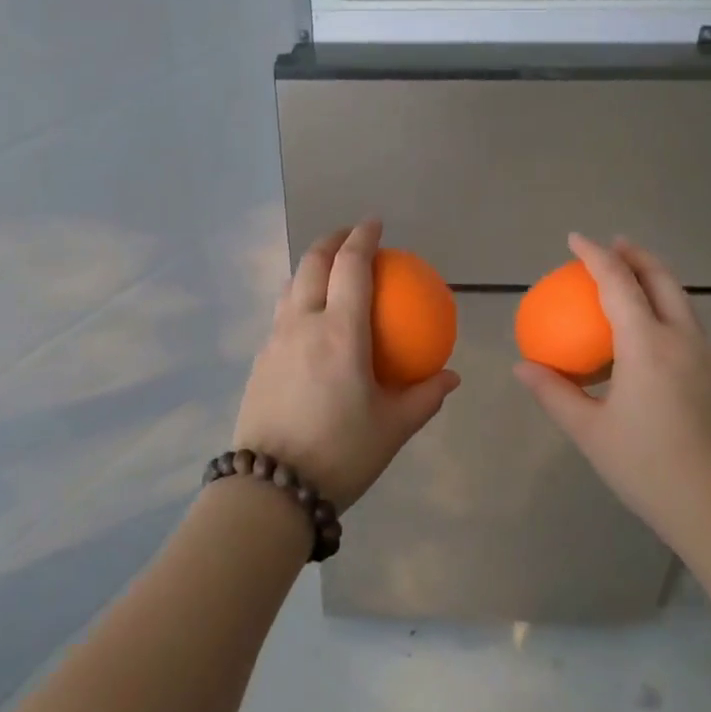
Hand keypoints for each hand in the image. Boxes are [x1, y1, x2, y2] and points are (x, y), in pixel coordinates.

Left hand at [232, 221, 459, 512]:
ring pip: (291, 286)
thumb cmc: (341, 454)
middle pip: (312, 264)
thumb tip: (450, 376)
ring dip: (310, 267)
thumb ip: (425, 396)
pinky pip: (281, 314)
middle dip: (331, 240)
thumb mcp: (393, 428)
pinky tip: (310, 321)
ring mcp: (275, 341)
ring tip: (328, 269)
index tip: (375, 223)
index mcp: (340, 333)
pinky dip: (298, 298)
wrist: (271, 488)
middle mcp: (302, 325)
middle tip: (350, 236)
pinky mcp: (259, 361)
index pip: (350, 267)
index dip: (363, 238)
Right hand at [514, 234, 710, 544]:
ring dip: (655, 278)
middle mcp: (681, 340)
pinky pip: (687, 323)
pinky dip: (665, 306)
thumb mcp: (590, 432)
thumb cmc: (648, 468)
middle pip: (661, 280)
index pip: (618, 284)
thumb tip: (523, 366)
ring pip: (681, 300)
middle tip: (612, 245)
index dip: (595, 256)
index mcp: (647, 346)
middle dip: (636, 255)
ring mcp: (705, 356)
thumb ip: (554, 393)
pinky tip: (648, 330)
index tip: (575, 239)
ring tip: (631, 276)